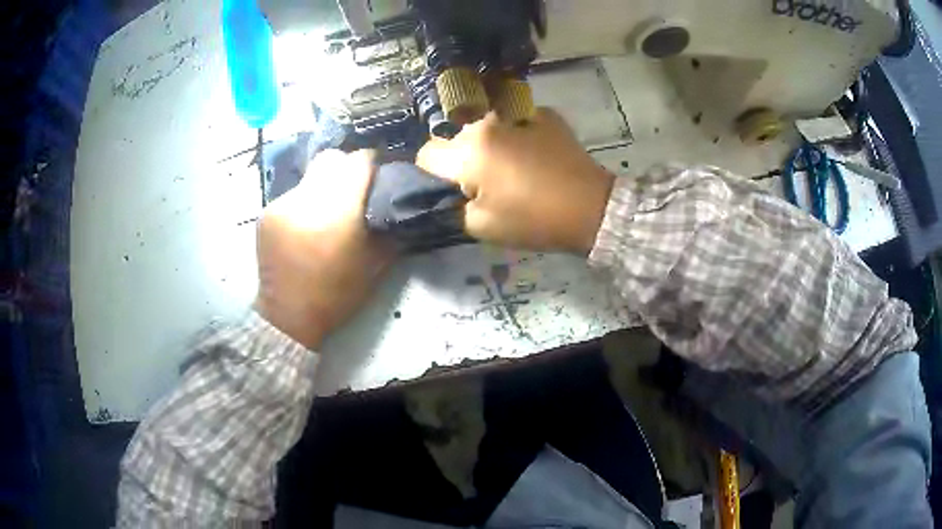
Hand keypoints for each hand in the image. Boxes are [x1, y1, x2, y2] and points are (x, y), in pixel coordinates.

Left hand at [254, 149, 392, 348]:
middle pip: (332, 158)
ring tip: (327, 211)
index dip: (373, 164)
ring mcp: (282, 203)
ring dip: (324, 186)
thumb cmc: (337, 295)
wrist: (287, 317)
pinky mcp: (267, 212)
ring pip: (311, 175)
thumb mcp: (376, 264)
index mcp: (338, 211)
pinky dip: (305, 202)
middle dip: (346, 168)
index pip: (359, 161)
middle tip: (354, 189)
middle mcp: (307, 198)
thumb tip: (395, 201)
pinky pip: (294, 194)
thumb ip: (388, 226)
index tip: (379, 175)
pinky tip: (307, 225)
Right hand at [416, 109, 614, 253]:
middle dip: (460, 158)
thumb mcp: (481, 226)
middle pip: (455, 137)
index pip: (427, 154)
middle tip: (482, 183)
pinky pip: (513, 121)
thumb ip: (452, 206)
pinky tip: (532, 153)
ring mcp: (517, 113)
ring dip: (487, 144)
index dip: (431, 175)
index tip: (450, 190)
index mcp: (469, 150)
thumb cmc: (534, 220)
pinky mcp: (543, 113)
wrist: (591, 207)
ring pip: (484, 127)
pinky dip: (514, 135)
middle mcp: (487, 123)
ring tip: (509, 167)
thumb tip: (448, 192)